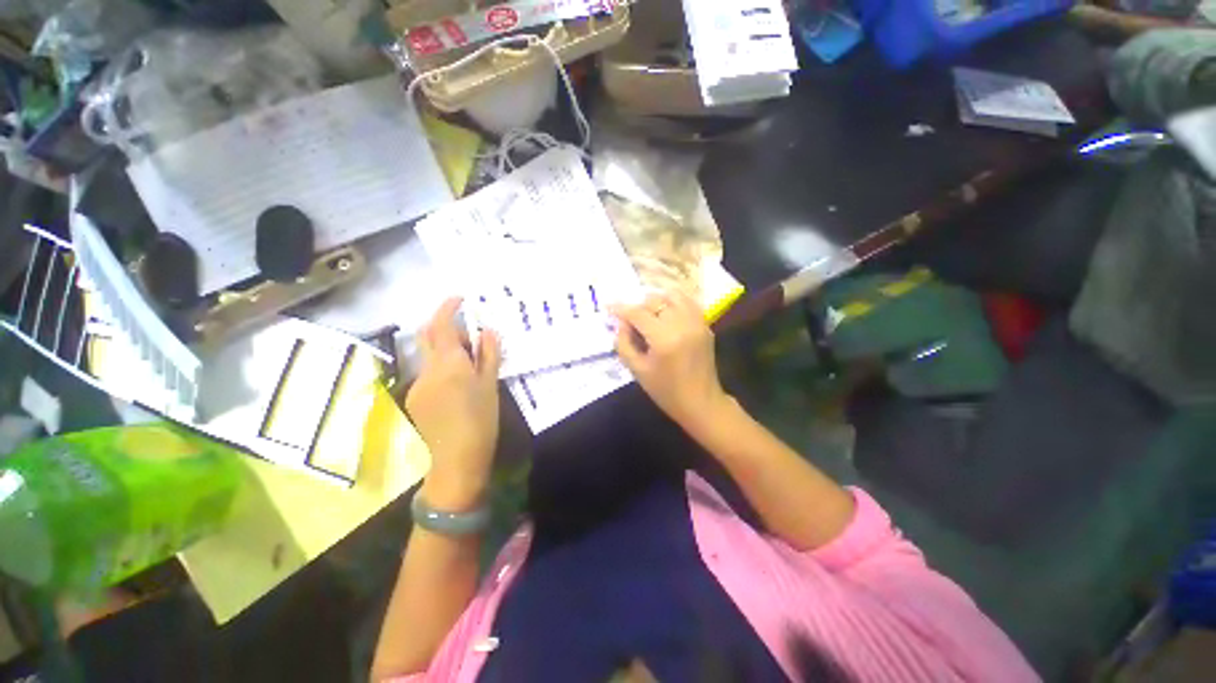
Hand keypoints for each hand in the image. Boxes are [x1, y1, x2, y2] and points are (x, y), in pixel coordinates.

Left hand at [406, 298, 501, 510]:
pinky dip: (441, 367)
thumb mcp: (491, 384)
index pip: (441, 325)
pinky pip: (427, 373)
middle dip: (445, 326)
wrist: (457, 458)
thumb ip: (489, 354)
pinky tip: (456, 386)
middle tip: (469, 334)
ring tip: (469, 364)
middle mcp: (427, 369)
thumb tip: (488, 331)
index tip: (459, 299)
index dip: (448, 308)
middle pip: (428, 336)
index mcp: (449, 363)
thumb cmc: (481, 419)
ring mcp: (417, 384)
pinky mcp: (414, 398)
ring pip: (428, 355)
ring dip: (445, 350)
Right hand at [610, 291, 731, 433]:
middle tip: (630, 319)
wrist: (701, 402)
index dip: (621, 308)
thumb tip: (621, 324)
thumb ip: (624, 344)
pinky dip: (674, 302)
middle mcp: (682, 324)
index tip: (609, 307)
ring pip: (673, 296)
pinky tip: (665, 313)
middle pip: (655, 301)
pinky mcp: (705, 325)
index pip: (638, 313)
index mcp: (664, 338)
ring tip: (648, 313)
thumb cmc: (666, 391)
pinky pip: (688, 303)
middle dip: (638, 306)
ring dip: (657, 300)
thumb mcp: (637, 370)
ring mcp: (697, 322)